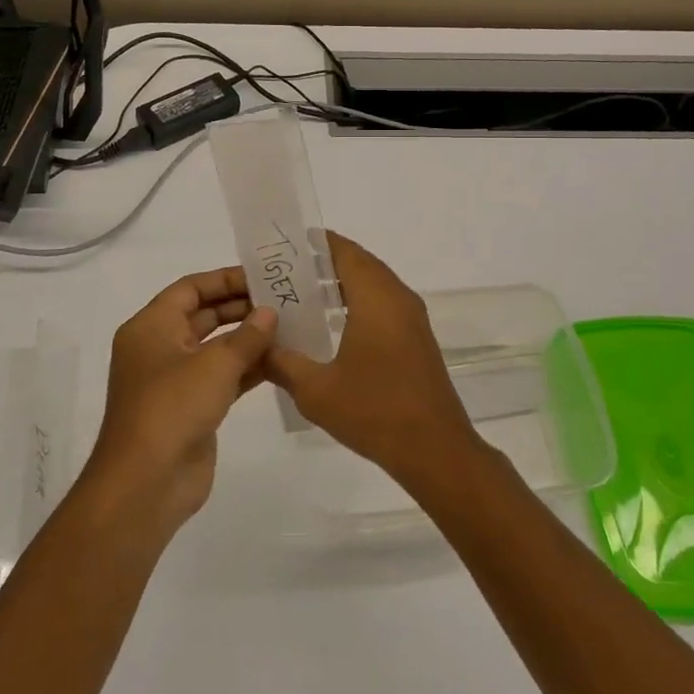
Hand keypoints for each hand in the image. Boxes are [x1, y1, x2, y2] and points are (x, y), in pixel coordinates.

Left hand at [83, 266, 277, 534]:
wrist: (146, 484)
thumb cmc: (172, 408)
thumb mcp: (215, 364)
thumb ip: (247, 336)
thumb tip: (270, 313)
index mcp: (151, 327)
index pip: (190, 288)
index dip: (225, 279)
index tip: (263, 276)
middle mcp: (160, 347)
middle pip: (204, 315)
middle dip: (242, 307)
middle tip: (284, 300)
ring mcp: (176, 380)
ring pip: (216, 347)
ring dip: (249, 339)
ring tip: (291, 326)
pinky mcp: (192, 407)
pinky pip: (223, 377)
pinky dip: (248, 368)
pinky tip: (281, 361)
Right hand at [264, 233, 479, 492]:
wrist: (435, 450)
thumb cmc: (375, 412)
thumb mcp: (316, 391)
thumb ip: (282, 363)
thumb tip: (258, 347)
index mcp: (377, 299)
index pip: (346, 252)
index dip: (317, 243)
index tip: (287, 244)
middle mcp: (398, 298)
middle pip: (361, 264)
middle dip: (325, 262)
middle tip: (286, 271)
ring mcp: (412, 319)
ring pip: (374, 284)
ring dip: (343, 283)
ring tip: (302, 294)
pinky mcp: (417, 339)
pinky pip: (384, 304)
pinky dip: (358, 302)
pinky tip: (332, 325)